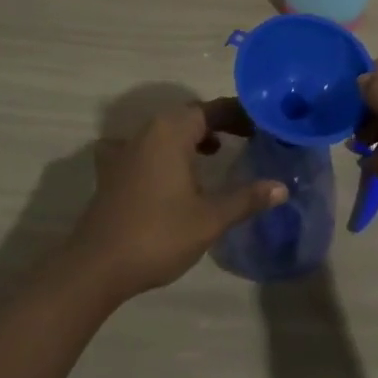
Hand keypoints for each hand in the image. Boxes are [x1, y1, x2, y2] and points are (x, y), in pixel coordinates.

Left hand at [67, 98, 286, 300]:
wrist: (95, 267)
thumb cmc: (157, 234)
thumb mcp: (210, 218)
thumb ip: (246, 198)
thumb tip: (281, 187)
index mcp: (172, 130)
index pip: (214, 109)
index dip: (241, 115)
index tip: (264, 125)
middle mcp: (148, 130)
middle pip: (190, 115)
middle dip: (219, 123)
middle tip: (247, 137)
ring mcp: (126, 149)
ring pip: (167, 130)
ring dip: (192, 136)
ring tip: (215, 151)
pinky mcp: (113, 171)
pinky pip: (145, 148)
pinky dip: (164, 150)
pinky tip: (170, 170)